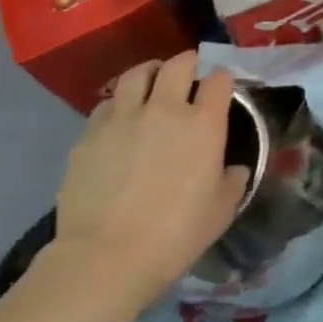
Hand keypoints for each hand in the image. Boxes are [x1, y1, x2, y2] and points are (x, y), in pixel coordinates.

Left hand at [51, 52, 251, 310]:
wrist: (105, 258)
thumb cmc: (175, 234)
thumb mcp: (221, 210)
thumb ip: (232, 180)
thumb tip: (234, 169)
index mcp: (204, 123)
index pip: (219, 79)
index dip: (221, 80)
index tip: (220, 90)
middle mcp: (165, 109)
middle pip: (178, 64)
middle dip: (187, 63)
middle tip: (188, 74)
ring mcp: (123, 119)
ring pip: (136, 74)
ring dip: (148, 74)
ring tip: (150, 84)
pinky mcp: (88, 136)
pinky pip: (106, 106)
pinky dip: (117, 106)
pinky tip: (118, 122)